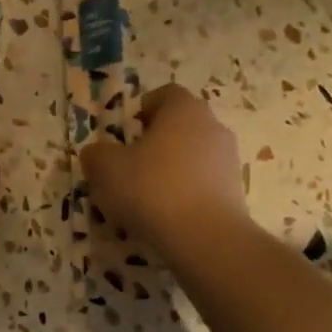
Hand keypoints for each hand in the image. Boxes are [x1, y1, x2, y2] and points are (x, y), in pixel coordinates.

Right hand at [81, 84, 249, 246]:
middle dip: (156, 141)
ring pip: (192, 155)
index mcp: (183, 110)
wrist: (204, 237)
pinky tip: (166, 215)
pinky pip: (203, 183)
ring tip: (146, 196)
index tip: (126, 132)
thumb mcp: (105, 168)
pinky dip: (185, 192)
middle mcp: (212, 126)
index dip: (142, 109)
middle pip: (180, 125)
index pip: (164, 94)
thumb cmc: (150, 188)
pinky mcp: (236, 191)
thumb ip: (96, 154)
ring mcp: (228, 160)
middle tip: (129, 165)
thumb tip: (97, 153)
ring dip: (171, 168)